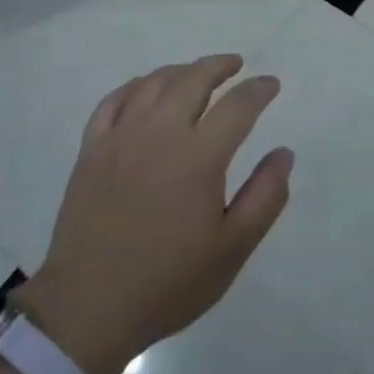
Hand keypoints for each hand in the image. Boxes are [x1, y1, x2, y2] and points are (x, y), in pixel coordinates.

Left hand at [13, 55, 292, 373]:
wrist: (88, 308)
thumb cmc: (168, 283)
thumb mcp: (232, 249)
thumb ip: (265, 196)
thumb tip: (284, 153)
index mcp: (199, 156)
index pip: (238, 105)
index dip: (258, 90)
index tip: (271, 84)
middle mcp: (160, 133)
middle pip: (193, 79)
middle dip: (219, 66)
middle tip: (235, 64)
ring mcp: (120, 137)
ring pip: (154, 83)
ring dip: (180, 70)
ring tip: (195, 73)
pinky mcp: (91, 149)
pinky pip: (113, 101)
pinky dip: (134, 86)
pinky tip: (144, 89)